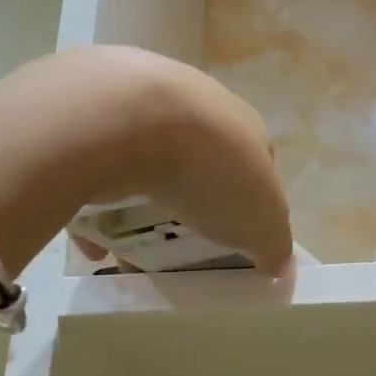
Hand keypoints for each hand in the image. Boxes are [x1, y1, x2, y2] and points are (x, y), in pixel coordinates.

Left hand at [91, 47, 294, 273]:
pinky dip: (98, 208)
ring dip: (140, 207)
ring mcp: (144, 107)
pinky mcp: (96, 119)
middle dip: (190, 206)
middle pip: (198, 166)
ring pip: (146, 166)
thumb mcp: (261, 219)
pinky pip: (98, 172)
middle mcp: (196, 108)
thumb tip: (282, 267)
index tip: (232, 239)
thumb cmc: (211, 169)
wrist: (127, 119)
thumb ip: (274, 244)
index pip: (254, 164)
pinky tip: (93, 241)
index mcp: (242, 127)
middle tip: (178, 244)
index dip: (247, 202)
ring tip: (131, 249)